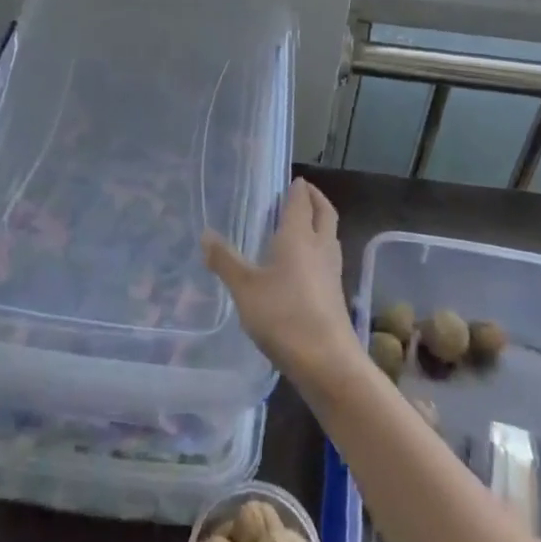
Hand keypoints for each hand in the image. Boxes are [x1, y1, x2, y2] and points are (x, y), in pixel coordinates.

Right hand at [203, 178, 361, 394]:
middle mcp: (319, 246)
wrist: (327, 362)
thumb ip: (225, 261)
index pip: (301, 201)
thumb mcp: (245, 288)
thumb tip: (205, 234)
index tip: (294, 179)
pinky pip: (328, 258)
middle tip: (304, 192)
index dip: (298, 188)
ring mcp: (331, 271)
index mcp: (298, 236)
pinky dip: (319, 248)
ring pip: (330, 235)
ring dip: (320, 223)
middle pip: (325, 213)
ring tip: (303, 224)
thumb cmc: (284, 316)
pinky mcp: (335, 294)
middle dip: (316, 199)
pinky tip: (305, 264)